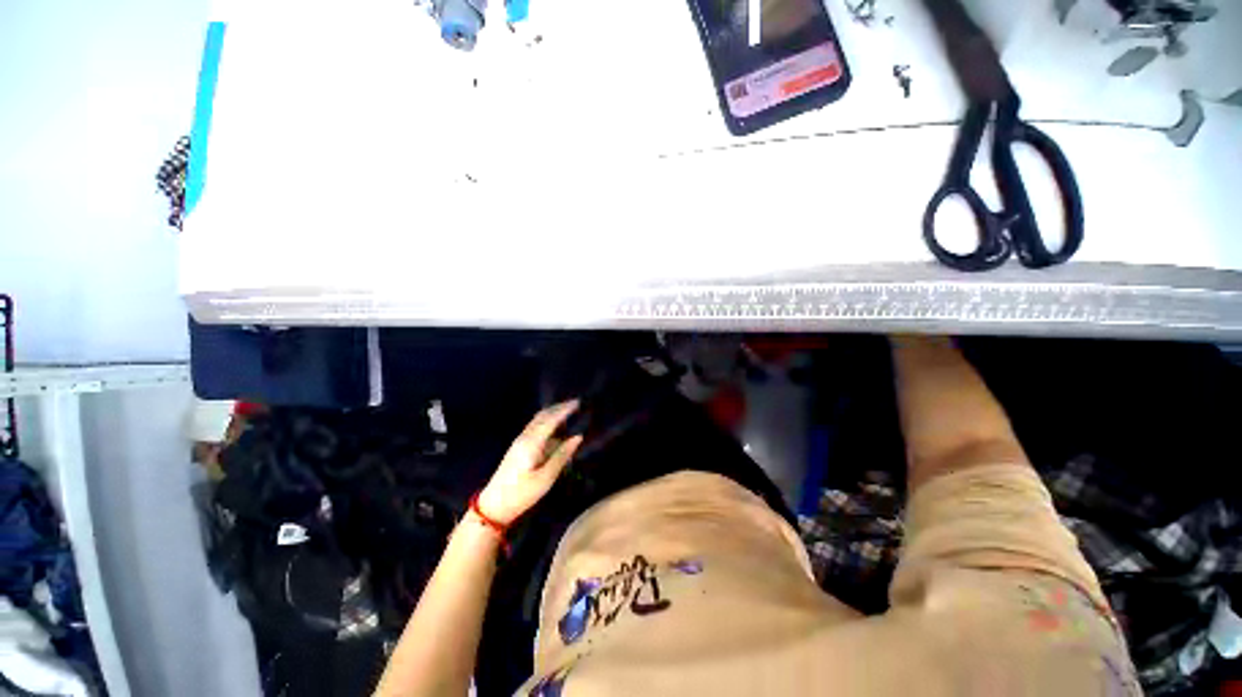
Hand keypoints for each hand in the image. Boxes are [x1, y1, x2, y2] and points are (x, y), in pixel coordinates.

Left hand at [477, 401, 583, 526]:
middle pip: (543, 415)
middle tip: (575, 403)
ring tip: (568, 411)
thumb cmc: (522, 494)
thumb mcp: (546, 478)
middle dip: (559, 407)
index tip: (578, 402)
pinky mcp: (518, 447)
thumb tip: (578, 437)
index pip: (551, 419)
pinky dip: (547, 421)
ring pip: (538, 420)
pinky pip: (535, 427)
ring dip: (553, 413)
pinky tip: (556, 427)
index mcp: (532, 442)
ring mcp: (520, 441)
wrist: (494, 506)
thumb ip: (562, 455)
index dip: (564, 409)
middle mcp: (525, 437)